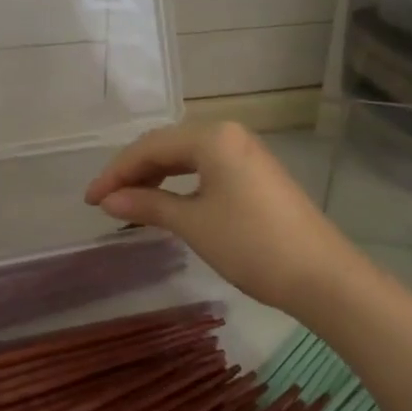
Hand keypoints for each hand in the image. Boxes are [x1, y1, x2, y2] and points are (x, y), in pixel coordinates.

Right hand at [84, 122, 366, 316]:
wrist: (321, 276)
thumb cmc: (250, 245)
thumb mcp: (192, 223)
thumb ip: (147, 204)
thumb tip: (108, 200)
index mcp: (213, 137)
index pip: (150, 147)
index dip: (116, 172)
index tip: (90, 200)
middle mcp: (230, 135)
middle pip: (168, 146)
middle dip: (133, 172)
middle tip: (105, 201)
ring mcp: (247, 154)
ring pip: (188, 157)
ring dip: (156, 177)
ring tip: (129, 202)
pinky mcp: (257, 175)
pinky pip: (207, 169)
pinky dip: (181, 184)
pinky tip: (167, 201)